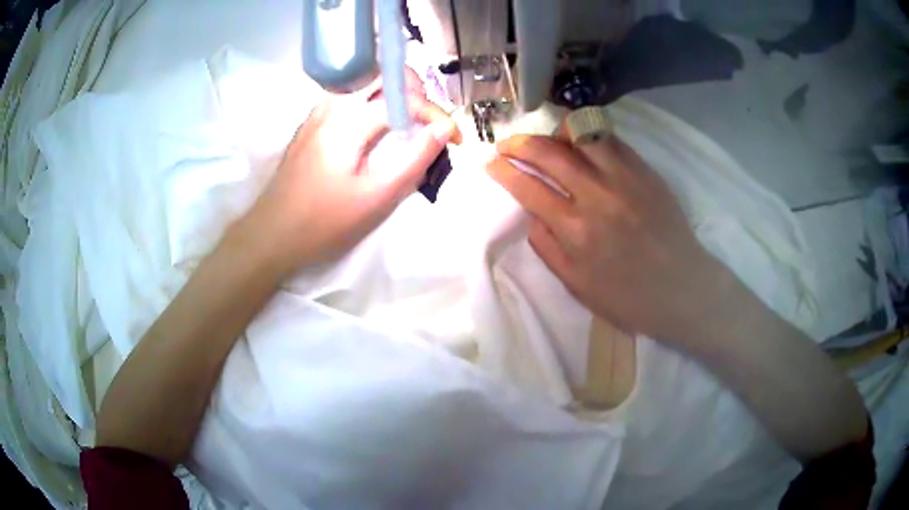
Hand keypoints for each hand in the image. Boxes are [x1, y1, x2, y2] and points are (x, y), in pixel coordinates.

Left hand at [238, 78, 460, 275]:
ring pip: (365, 84)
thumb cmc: (323, 220)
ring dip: (394, 95)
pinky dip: (373, 105)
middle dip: (415, 91)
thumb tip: (443, 128)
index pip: (404, 97)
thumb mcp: (376, 197)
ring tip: (412, 125)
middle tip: (431, 121)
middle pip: (381, 73)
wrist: (271, 234)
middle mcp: (332, 104)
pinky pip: (349, 99)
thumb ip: (414, 158)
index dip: (435, 113)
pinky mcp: (311, 124)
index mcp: (348, 118)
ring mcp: (318, 112)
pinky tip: (379, 131)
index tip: (453, 139)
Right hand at [486, 130, 730, 343]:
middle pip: (548, 152)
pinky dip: (588, 137)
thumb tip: (531, 213)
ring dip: (555, 132)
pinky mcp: (646, 171)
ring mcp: (625, 178)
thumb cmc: (628, 297)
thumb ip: (547, 246)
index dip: (502, 171)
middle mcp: (597, 195)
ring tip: (547, 140)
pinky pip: (611, 140)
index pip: (527, 187)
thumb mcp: (577, 285)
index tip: (489, 163)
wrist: (683, 289)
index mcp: (576, 230)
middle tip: (506, 144)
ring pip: (581, 134)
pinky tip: (582, 144)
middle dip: (518, 143)